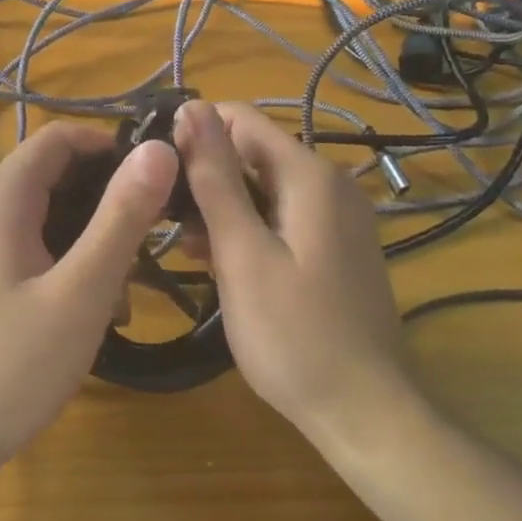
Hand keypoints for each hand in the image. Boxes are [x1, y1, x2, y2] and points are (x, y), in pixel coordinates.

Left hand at [0, 121, 177, 484]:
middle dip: (110, 202)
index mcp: (3, 194)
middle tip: (153, 242)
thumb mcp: (81, 290)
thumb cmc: (10, 365)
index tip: (160, 179)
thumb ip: (122, 216)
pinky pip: (37, 249)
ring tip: (128, 292)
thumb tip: (159, 149)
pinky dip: (71, 265)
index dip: (114, 146)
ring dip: (95, 241)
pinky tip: (97, 313)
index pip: (63, 137)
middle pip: (59, 176)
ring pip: (52, 216)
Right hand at [174, 101, 414, 446]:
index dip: (194, 132)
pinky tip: (215, 259)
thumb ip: (216, 177)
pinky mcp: (334, 246)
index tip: (156, 166)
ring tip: (181, 244)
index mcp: (310, 175)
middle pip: (253, 153)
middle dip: (206, 175)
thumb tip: (191, 107)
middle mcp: (330, 183)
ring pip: (263, 188)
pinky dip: (246, 228)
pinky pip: (280, 217)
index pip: (241, 119)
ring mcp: (337, 216)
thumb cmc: (294, 334)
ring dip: (221, 206)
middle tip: (162, 214)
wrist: (365, 413)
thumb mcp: (242, 252)